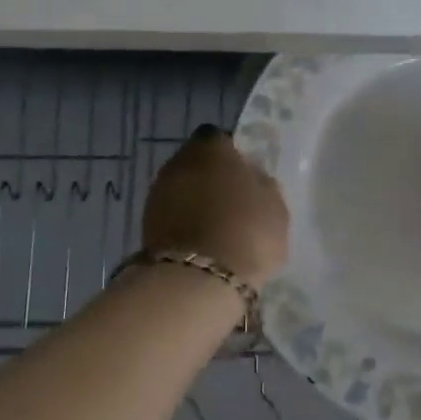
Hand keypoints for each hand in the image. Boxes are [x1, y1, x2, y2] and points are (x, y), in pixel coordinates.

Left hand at [142, 125, 289, 287]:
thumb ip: (262, 184)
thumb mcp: (275, 206)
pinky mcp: (145, 225)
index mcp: (211, 147)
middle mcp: (178, 161)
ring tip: (217, 227)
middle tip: (233, 202)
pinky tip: (201, 244)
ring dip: (195, 202)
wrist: (198, 280)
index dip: (233, 155)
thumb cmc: (247, 231)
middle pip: (197, 163)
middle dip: (211, 178)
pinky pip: (172, 216)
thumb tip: (252, 177)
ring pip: (182, 189)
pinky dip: (184, 224)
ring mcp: (157, 193)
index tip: (245, 176)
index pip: (220, 139)